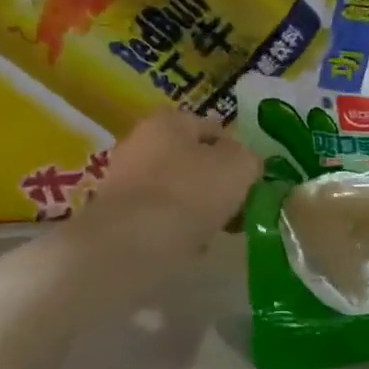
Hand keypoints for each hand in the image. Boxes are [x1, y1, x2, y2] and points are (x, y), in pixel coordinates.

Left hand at [94, 110, 261, 252]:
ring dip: (196, 208)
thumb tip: (246, 165)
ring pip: (175, 190)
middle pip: (191, 160)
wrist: (132, 243)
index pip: (213, 129)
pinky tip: (190, 246)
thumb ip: (249, 160)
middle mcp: (140, 142)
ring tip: (216, 231)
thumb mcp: (238, 167)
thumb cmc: (190, 193)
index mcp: (168, 121)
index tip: (252, 181)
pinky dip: (174, 228)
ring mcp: (124, 179)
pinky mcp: (116, 214)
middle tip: (237, 208)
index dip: (237, 153)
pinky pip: (158, 217)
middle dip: (215, 182)